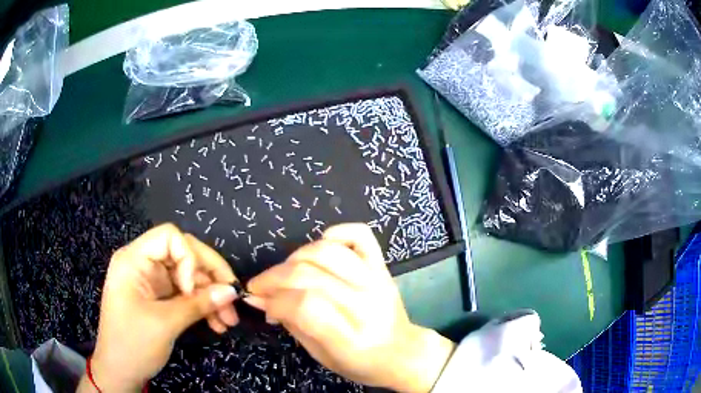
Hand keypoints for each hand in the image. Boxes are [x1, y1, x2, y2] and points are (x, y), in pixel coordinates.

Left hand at [77, 224, 239, 391]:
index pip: (169, 237)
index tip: (193, 289)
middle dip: (209, 277)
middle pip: (183, 255)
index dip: (189, 257)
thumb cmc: (133, 343)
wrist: (120, 371)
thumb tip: (232, 291)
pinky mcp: (159, 298)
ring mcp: (151, 282)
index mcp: (134, 259)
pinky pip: (185, 294)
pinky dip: (202, 306)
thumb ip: (198, 304)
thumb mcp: (165, 324)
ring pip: (189, 276)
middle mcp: (143, 264)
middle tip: (232, 300)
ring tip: (228, 320)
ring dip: (210, 296)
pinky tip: (216, 323)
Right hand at [244, 223, 455, 392]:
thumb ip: (290, 323)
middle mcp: (366, 305)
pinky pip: (360, 235)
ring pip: (328, 252)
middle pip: (311, 276)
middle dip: (274, 277)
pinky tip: (320, 248)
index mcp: (351, 339)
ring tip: (285, 272)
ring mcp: (377, 281)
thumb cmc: (359, 362)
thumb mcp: (320, 355)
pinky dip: (336, 233)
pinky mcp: (383, 267)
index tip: (258, 300)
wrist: (402, 353)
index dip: (274, 300)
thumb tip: (257, 298)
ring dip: (295, 257)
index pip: (305, 307)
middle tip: (261, 286)